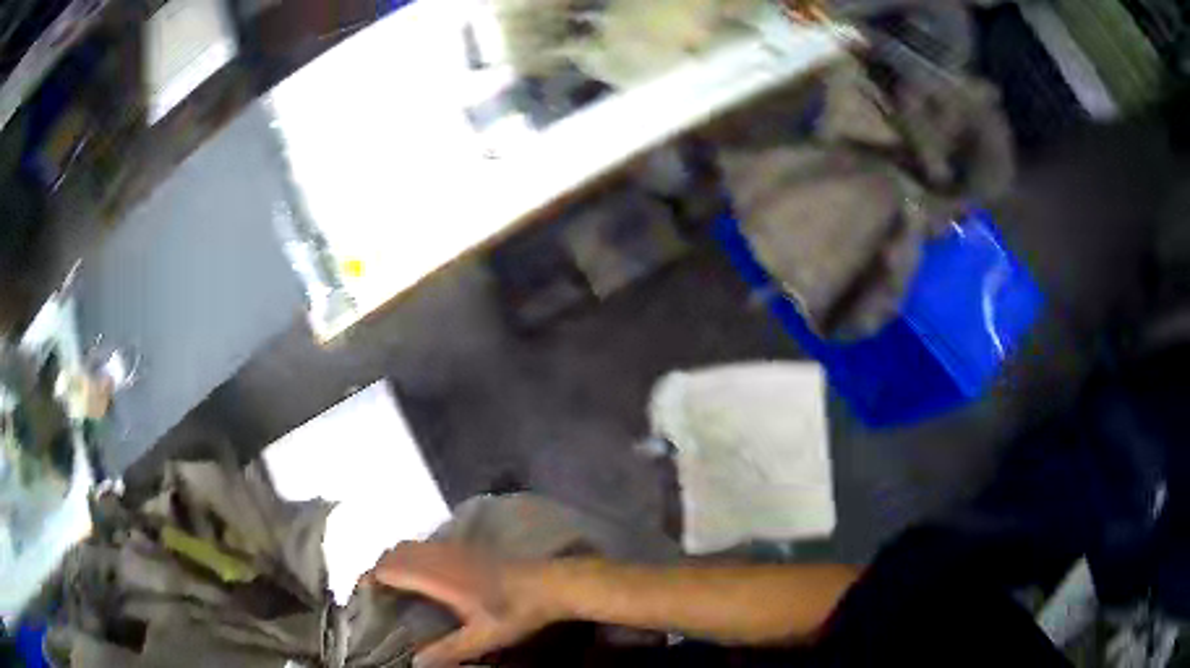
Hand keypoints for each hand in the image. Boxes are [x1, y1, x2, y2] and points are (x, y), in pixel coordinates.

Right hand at [365, 542, 560, 666]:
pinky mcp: (466, 548)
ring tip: (391, 585)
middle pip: (396, 552)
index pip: (391, 568)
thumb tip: (415, 663)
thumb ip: (448, 650)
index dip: (372, 578)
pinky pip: (426, 545)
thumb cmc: (515, 611)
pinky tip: (421, 575)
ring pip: (412, 545)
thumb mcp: (482, 637)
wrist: (550, 584)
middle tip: (374, 593)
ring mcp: (454, 548)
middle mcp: (441, 556)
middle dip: (379, 568)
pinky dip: (412, 555)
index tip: (362, 595)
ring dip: (395, 560)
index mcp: (438, 577)